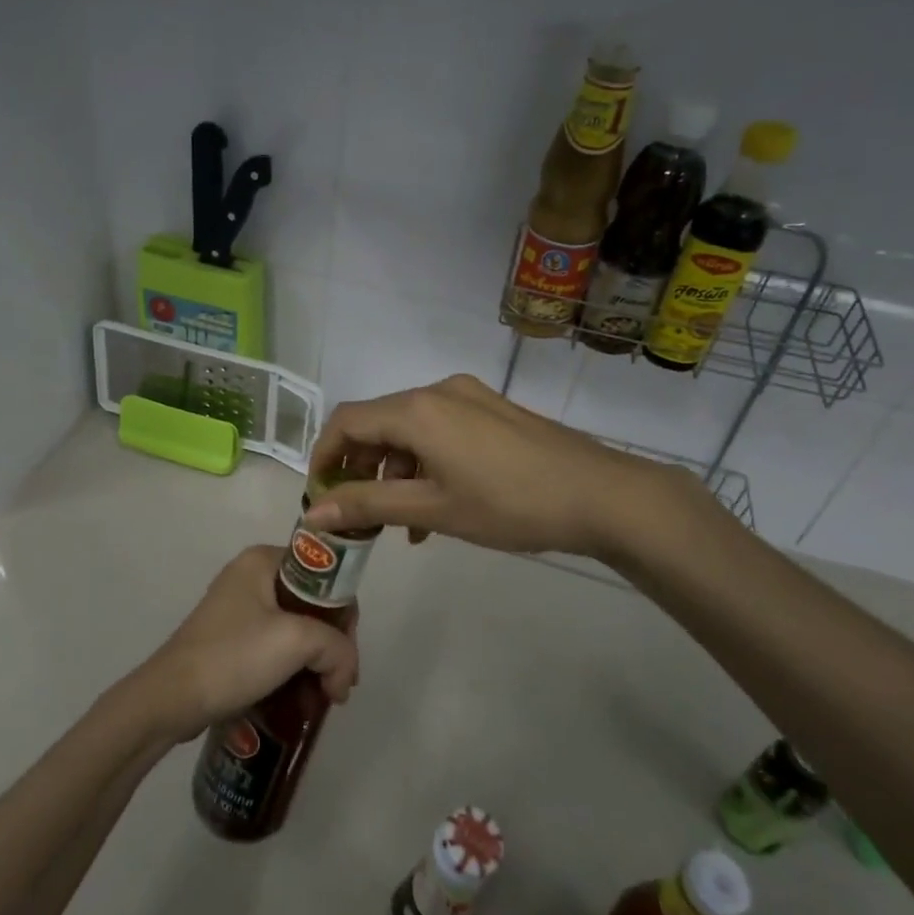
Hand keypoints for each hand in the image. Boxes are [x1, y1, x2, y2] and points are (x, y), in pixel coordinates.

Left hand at [135, 546, 360, 742]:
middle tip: (339, 684)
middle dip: (332, 645)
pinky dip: (294, 669)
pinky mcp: (232, 639)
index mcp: (263, 560)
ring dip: (316, 662)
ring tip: (325, 697)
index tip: (348, 653)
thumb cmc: (233, 656)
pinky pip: (276, 647)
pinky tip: (303, 697)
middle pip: (313, 604)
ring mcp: (239, 609)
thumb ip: (336, 648)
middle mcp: (251, 576)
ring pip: (296, 629)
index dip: (344, 613)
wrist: (171, 699)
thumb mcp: (296, 642)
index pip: (325, 575)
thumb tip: (343, 678)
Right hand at [303, 374, 706, 558]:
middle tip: (359, 514)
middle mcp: (438, 391)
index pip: (347, 422)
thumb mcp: (433, 509)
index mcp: (417, 410)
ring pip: (410, 430)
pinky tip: (436, 505)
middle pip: (378, 424)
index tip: (319, 496)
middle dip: (360, 468)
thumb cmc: (510, 504)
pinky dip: (425, 463)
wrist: (602, 495)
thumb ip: (368, 506)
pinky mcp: (492, 410)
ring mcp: (469, 397)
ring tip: (401, 523)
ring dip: (395, 471)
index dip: (324, 456)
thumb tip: (311, 514)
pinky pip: (440, 431)